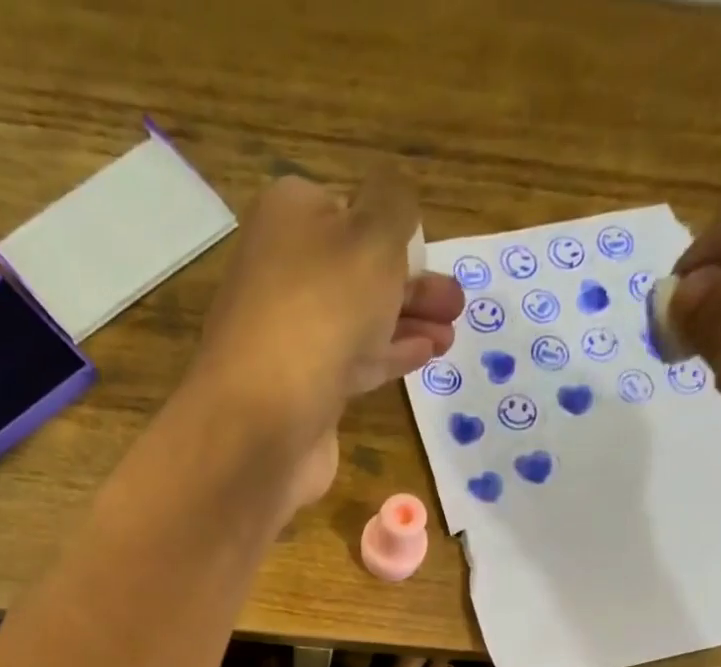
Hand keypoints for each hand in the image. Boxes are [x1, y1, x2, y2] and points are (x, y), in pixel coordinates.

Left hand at [183, 172, 464, 511]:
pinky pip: (353, 362)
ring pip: (359, 319)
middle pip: (357, 269)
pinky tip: (425, 354)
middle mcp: (283, 273)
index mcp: (289, 218)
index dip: (390, 228)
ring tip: (452, 332)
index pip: (346, 207)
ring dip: (408, 321)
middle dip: (410, 282)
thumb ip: (394, 204)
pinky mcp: (302, 389)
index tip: (425, 249)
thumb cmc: (323, 311)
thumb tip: (392, 193)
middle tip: (457, 302)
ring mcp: (290, 336)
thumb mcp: (373, 235)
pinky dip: (389, 355)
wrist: (263, 420)